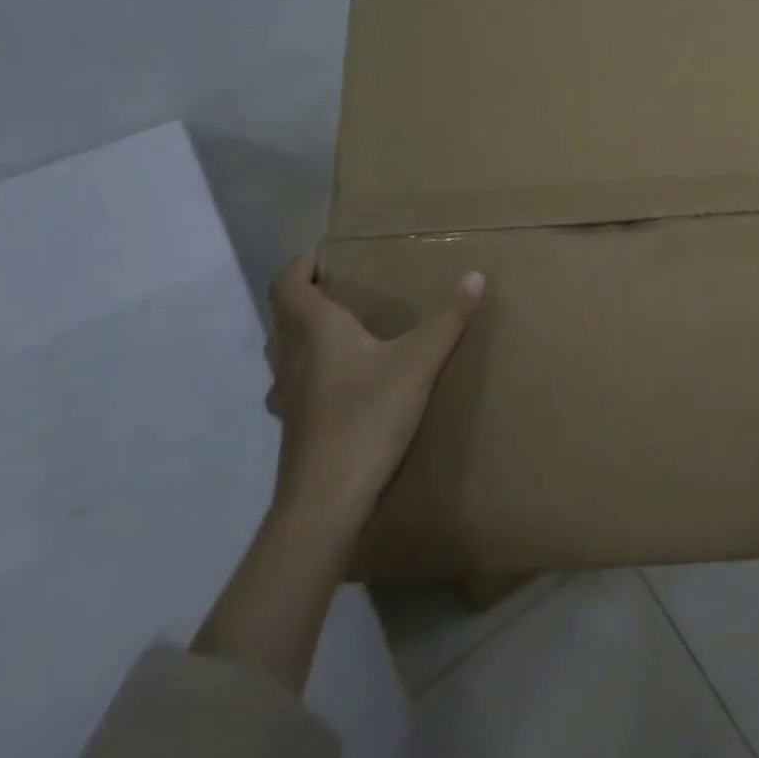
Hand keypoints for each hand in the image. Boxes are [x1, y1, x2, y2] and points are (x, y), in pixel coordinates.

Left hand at [263, 254, 484, 530]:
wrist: (326, 501)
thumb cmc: (368, 416)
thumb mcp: (419, 362)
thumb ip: (447, 319)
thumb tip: (475, 276)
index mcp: (314, 330)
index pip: (288, 284)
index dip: (302, 264)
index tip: (328, 255)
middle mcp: (292, 356)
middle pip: (283, 314)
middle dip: (307, 295)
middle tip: (343, 286)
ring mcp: (287, 395)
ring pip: (284, 351)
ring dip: (303, 333)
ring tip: (342, 330)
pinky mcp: (294, 426)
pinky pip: (293, 384)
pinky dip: (309, 371)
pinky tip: (340, 383)